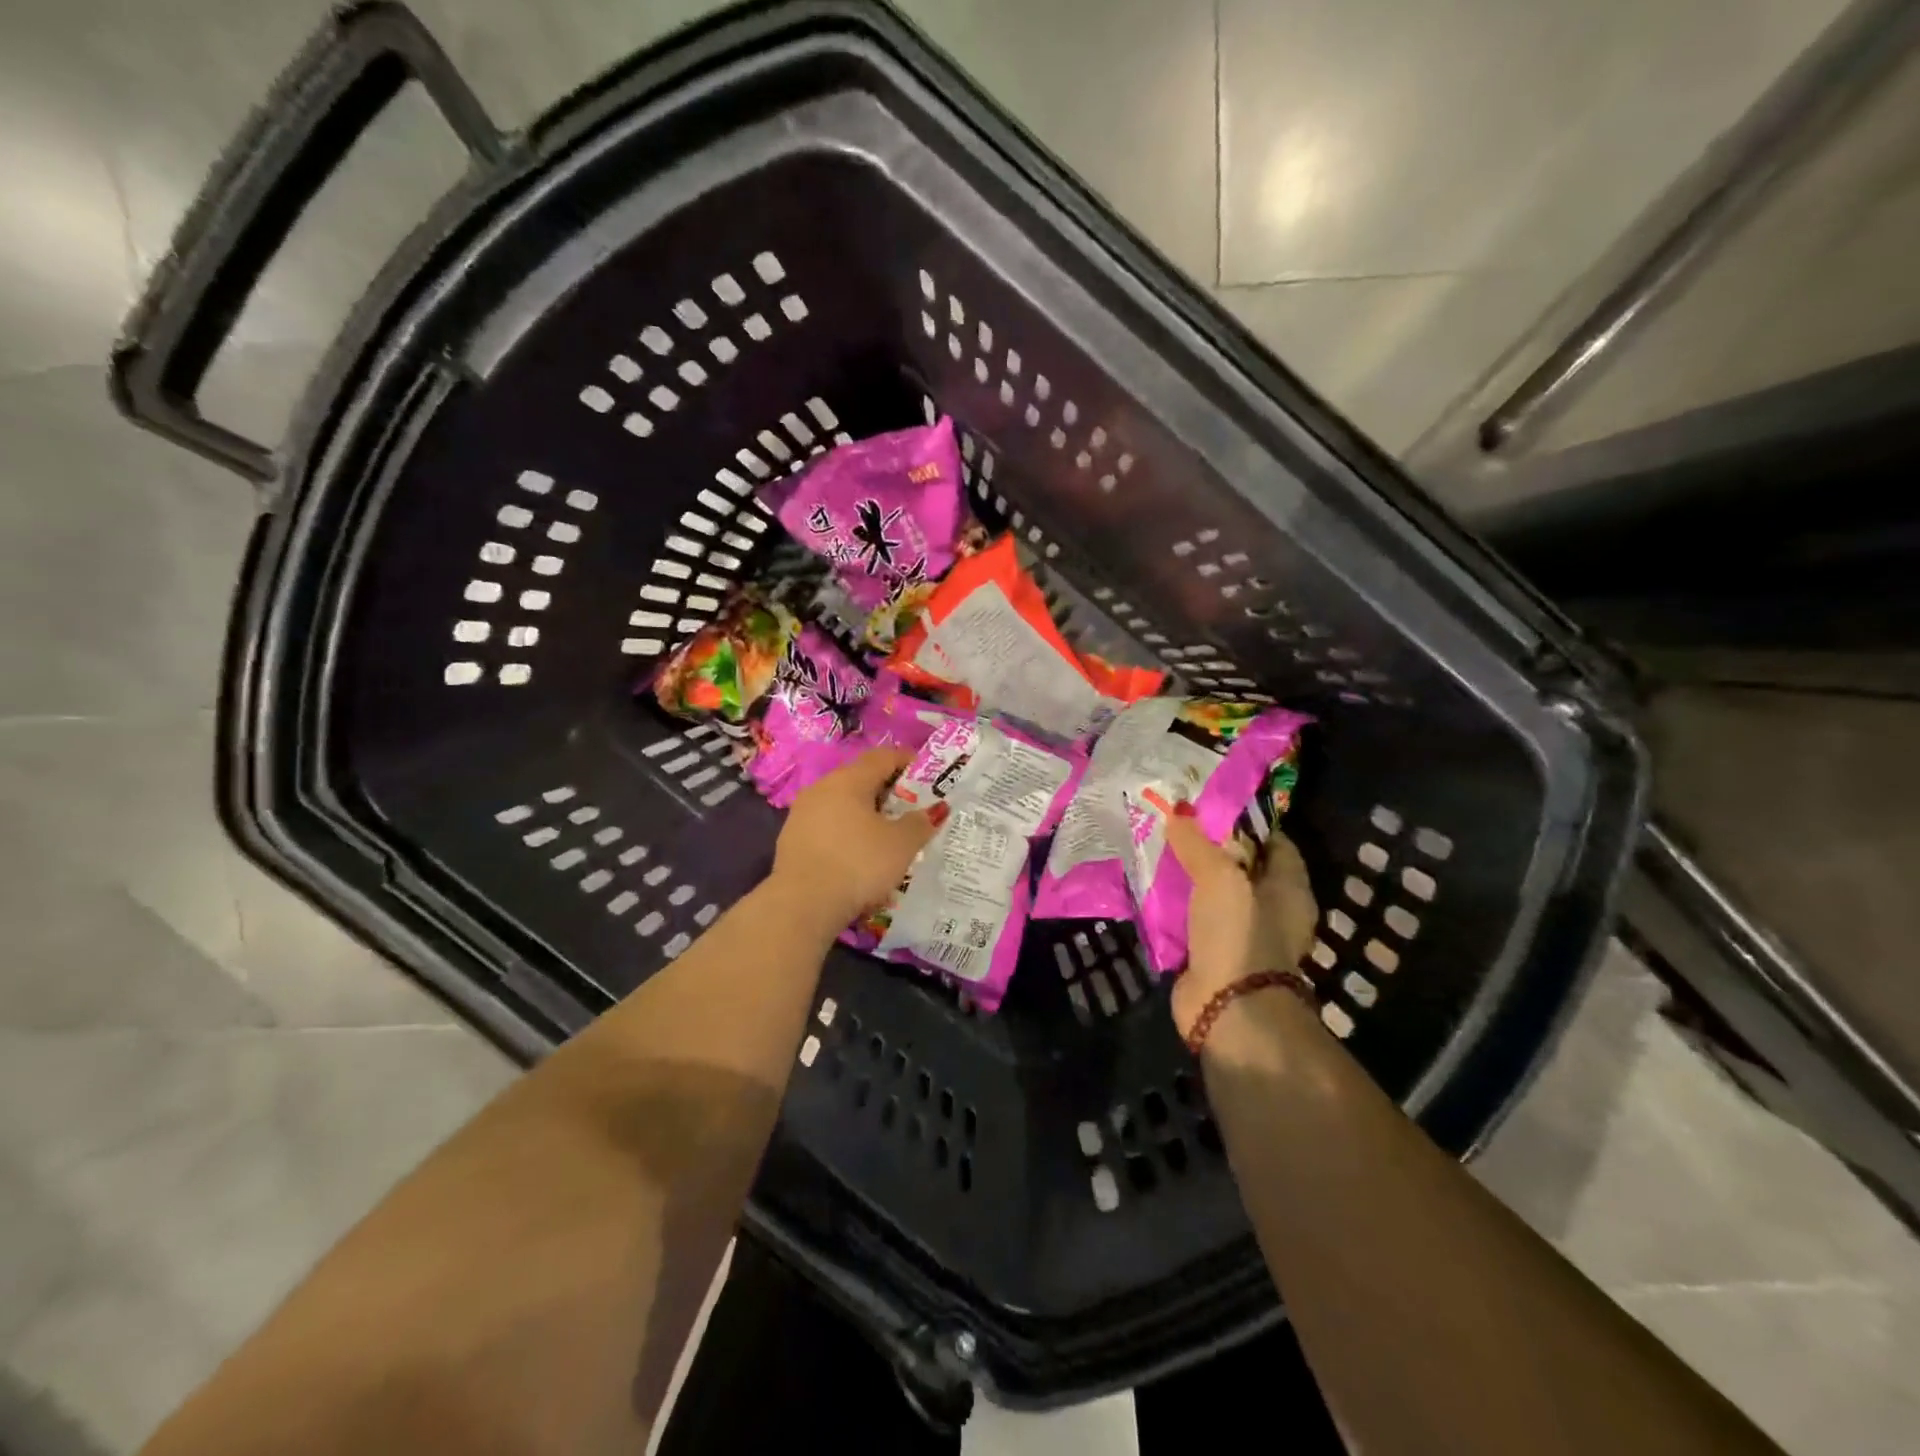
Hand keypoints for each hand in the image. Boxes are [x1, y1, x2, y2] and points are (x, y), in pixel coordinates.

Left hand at [770, 748, 937, 929]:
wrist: (802, 905)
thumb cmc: (858, 864)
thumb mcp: (901, 844)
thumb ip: (920, 822)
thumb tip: (932, 811)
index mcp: (848, 780)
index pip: (883, 757)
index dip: (908, 761)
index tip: (928, 776)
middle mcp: (821, 788)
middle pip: (860, 779)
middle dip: (888, 791)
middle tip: (911, 810)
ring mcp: (801, 814)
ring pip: (842, 804)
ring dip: (865, 815)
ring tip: (886, 837)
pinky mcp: (792, 840)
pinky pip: (827, 827)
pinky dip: (847, 834)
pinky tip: (858, 857)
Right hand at [1166, 810, 1318, 1039]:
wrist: (1229, 1009)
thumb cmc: (1239, 933)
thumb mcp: (1219, 877)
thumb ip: (1197, 842)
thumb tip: (1178, 810)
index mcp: (1290, 889)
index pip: (1275, 843)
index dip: (1248, 822)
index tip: (1212, 805)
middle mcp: (1271, 910)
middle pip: (1241, 868)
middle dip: (1211, 848)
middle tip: (1176, 824)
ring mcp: (1242, 935)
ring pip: (1214, 894)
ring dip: (1190, 878)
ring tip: (1157, 849)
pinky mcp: (1214, 955)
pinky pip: (1193, 920)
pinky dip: (1176, 907)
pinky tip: (1152, 888)